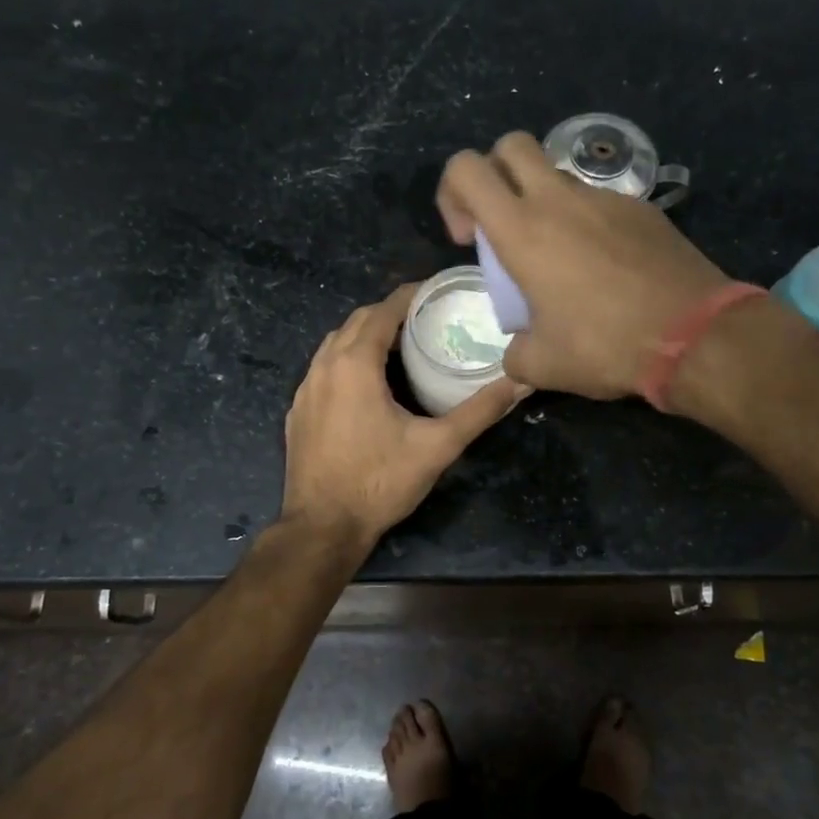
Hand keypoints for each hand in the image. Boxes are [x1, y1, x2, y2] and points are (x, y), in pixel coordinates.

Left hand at [281, 284, 525, 546]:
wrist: (323, 527)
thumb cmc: (380, 482)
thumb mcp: (437, 446)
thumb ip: (480, 411)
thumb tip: (521, 381)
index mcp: (354, 364)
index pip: (382, 311)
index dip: (409, 296)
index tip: (436, 291)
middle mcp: (323, 366)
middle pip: (357, 321)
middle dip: (388, 313)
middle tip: (425, 319)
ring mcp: (305, 389)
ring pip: (335, 344)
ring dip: (365, 336)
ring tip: (400, 347)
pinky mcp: (298, 412)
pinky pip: (323, 369)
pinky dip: (346, 360)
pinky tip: (367, 384)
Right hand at [437, 132, 730, 398]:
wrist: (695, 336)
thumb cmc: (606, 345)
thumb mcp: (543, 365)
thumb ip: (515, 353)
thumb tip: (518, 350)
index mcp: (523, 230)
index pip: (466, 169)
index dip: (452, 193)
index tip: (468, 238)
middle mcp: (560, 200)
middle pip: (511, 146)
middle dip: (495, 174)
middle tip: (504, 226)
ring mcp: (606, 199)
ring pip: (558, 175)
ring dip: (544, 203)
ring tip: (560, 259)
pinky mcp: (643, 209)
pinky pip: (600, 202)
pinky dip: (587, 223)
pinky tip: (606, 270)